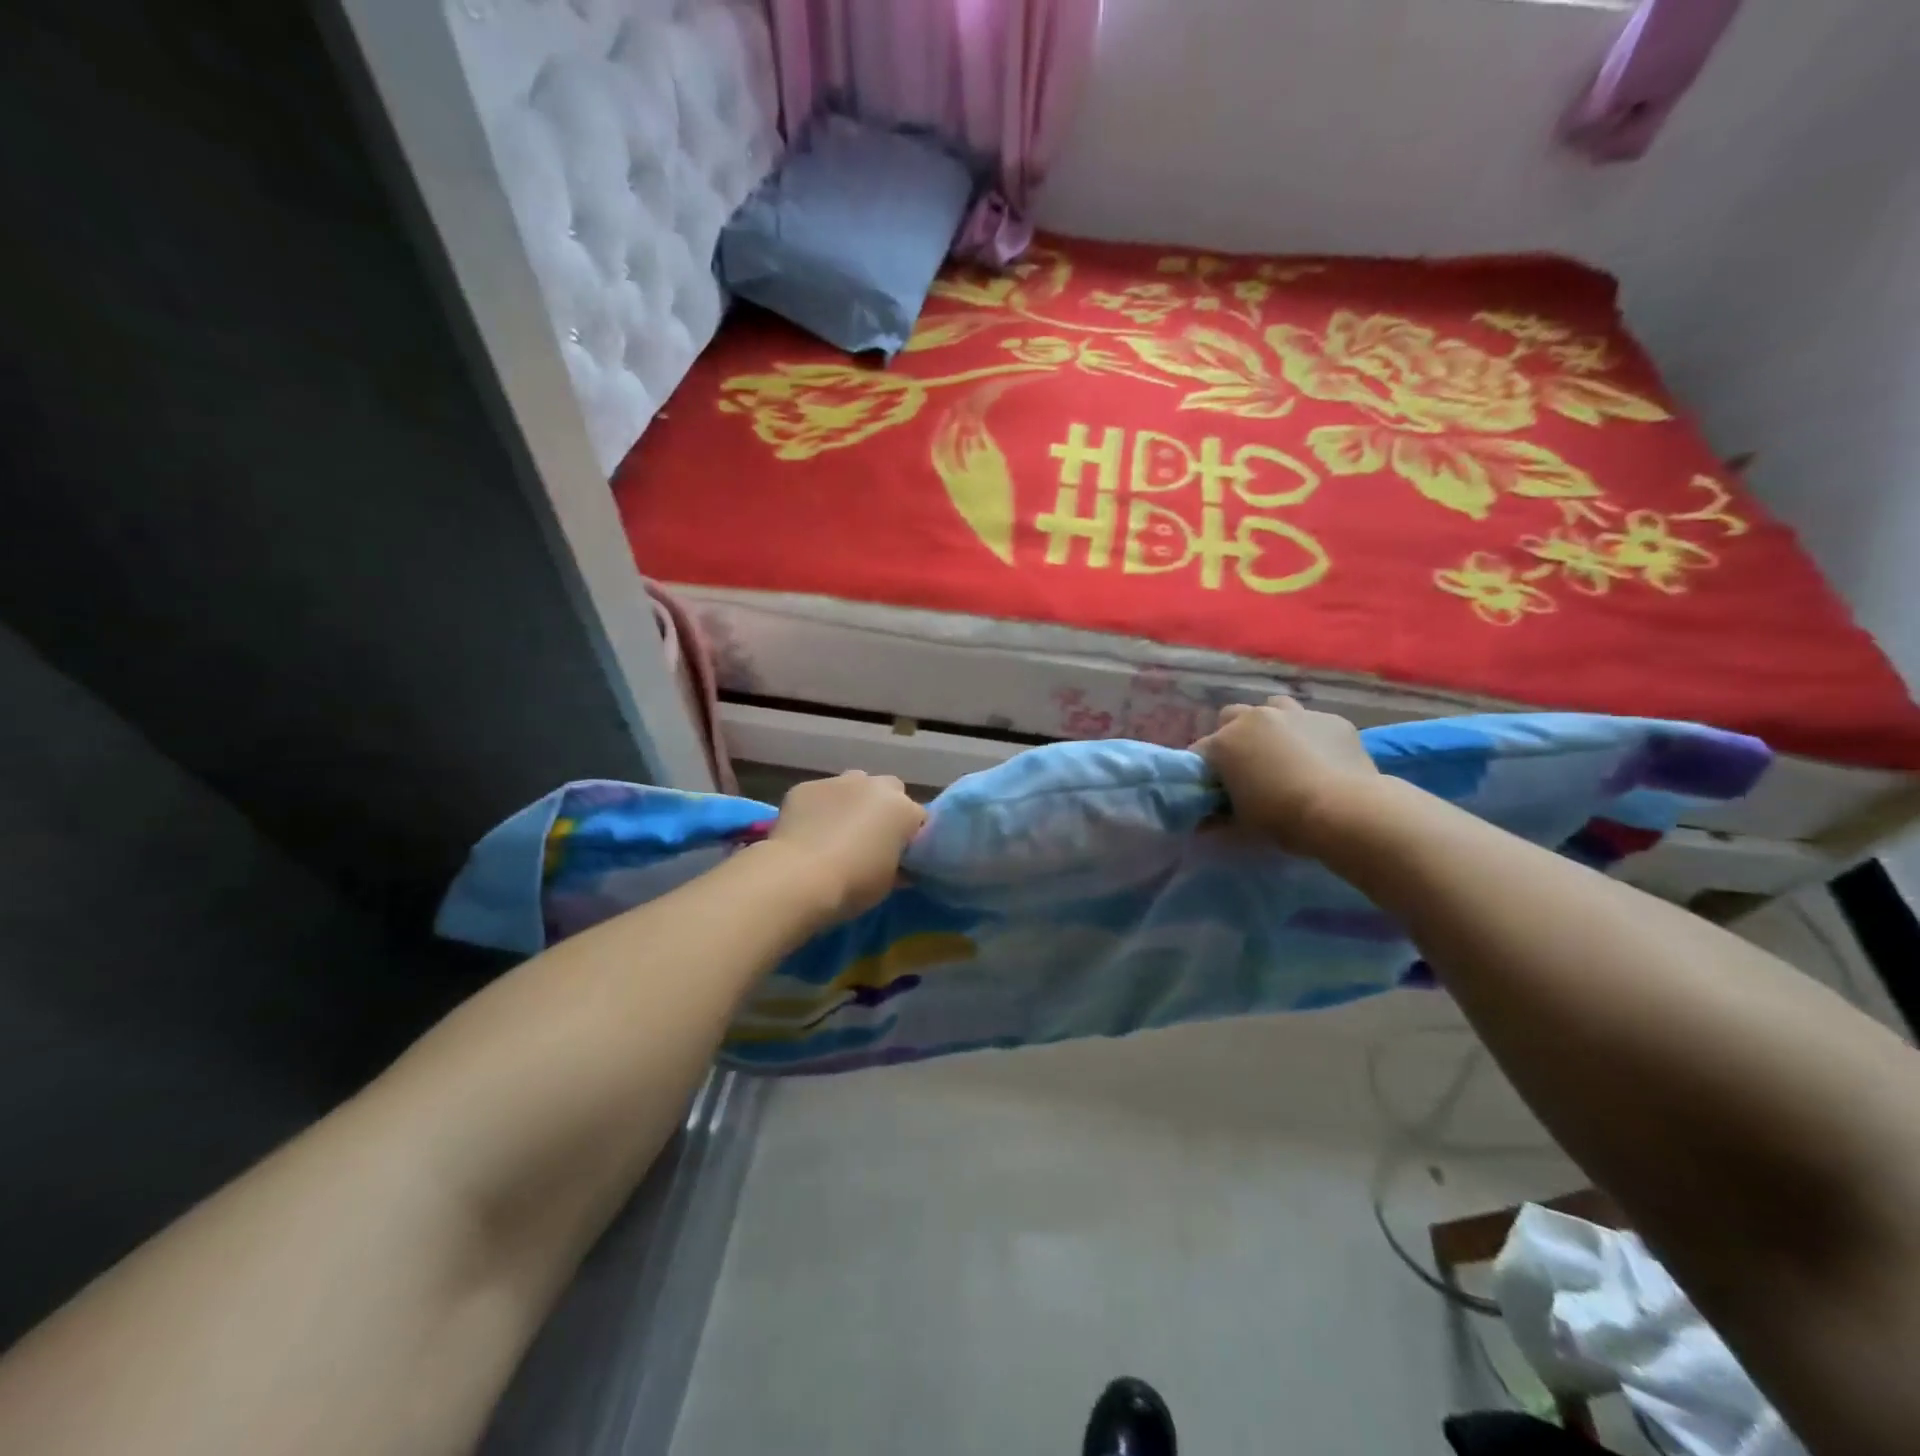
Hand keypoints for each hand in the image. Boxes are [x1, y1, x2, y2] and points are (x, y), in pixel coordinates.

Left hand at [765, 771, 927, 925]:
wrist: (798, 877)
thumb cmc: (854, 884)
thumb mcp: (888, 884)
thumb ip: (899, 867)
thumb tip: (900, 867)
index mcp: (903, 809)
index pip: (919, 819)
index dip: (911, 838)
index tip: (901, 856)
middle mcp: (875, 786)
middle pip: (890, 791)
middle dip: (885, 809)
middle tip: (872, 838)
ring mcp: (838, 782)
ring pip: (854, 784)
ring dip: (853, 802)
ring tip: (838, 830)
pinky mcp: (805, 787)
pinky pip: (820, 795)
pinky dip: (819, 808)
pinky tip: (808, 831)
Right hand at [1193, 696, 1377, 852]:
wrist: (1344, 811)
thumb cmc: (1281, 818)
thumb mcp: (1241, 824)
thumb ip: (1218, 817)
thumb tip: (1203, 822)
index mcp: (1225, 742)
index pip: (1200, 751)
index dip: (1204, 768)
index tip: (1213, 786)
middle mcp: (1255, 718)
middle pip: (1231, 717)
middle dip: (1234, 734)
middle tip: (1246, 763)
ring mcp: (1296, 714)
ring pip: (1273, 707)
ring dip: (1271, 725)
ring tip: (1282, 751)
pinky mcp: (1331, 720)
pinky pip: (1313, 722)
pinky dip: (1310, 736)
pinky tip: (1321, 758)